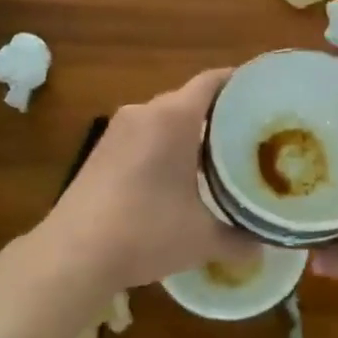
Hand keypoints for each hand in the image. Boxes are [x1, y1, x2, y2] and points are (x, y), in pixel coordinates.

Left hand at [37, 69, 257, 291]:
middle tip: (249, 136)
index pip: (212, 81)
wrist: (73, 255)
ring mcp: (117, 131)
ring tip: (219, 158)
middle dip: (219, 115)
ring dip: (189, 133)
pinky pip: (143, 136)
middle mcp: (144, 112)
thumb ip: (239, 239)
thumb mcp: (202, 239)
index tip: (263, 94)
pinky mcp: (100, 151)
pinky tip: (177, 177)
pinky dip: (164, 147)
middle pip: (189, 100)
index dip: (239, 83)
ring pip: (163, 119)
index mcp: (173, 117)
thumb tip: (263, 250)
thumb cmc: (145, 232)